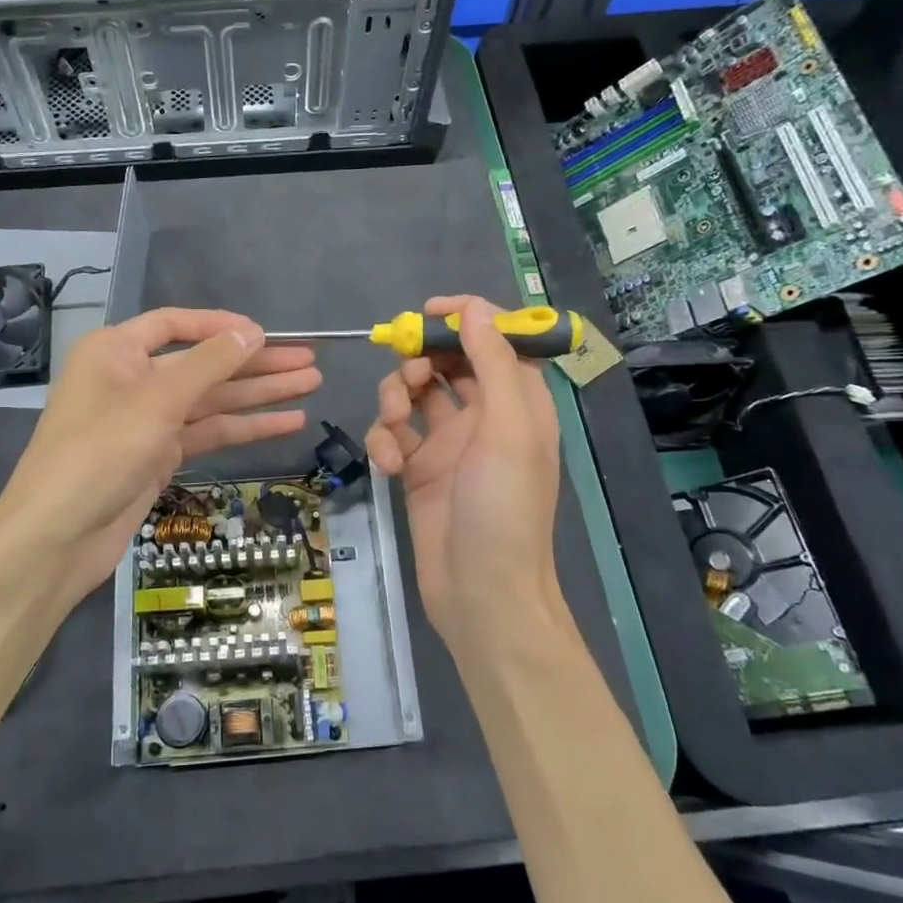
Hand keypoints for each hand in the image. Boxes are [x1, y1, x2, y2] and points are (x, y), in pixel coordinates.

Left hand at [0, 309, 319, 607]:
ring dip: (259, 395)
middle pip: (203, 363)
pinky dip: (244, 428)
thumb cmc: (99, 453)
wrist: (57, 537)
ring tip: (311, 386)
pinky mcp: (158, 456)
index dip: (223, 326)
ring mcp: (147, 421)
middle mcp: (132, 379)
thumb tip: (251, 333)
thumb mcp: (157, 401)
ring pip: (211, 400)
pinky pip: (207, 433)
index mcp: (117, 351)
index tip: (267, 334)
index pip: (176, 324)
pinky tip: (286, 422)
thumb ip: (208, 363)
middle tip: (309, 362)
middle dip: (255, 363)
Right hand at [365, 296, 565, 658]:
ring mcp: (448, 444)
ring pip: (413, 395)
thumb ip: (491, 364)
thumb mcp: (507, 429)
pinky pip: (394, 436)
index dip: (465, 320)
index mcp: (518, 403)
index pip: (495, 341)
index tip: (427, 313)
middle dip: (419, 361)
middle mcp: (484, 416)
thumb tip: (475, 309)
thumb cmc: (504, 508)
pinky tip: (389, 465)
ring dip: (395, 399)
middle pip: (446, 363)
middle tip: (405, 374)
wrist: (481, 593)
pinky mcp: (418, 469)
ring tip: (393, 425)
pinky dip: (384, 441)